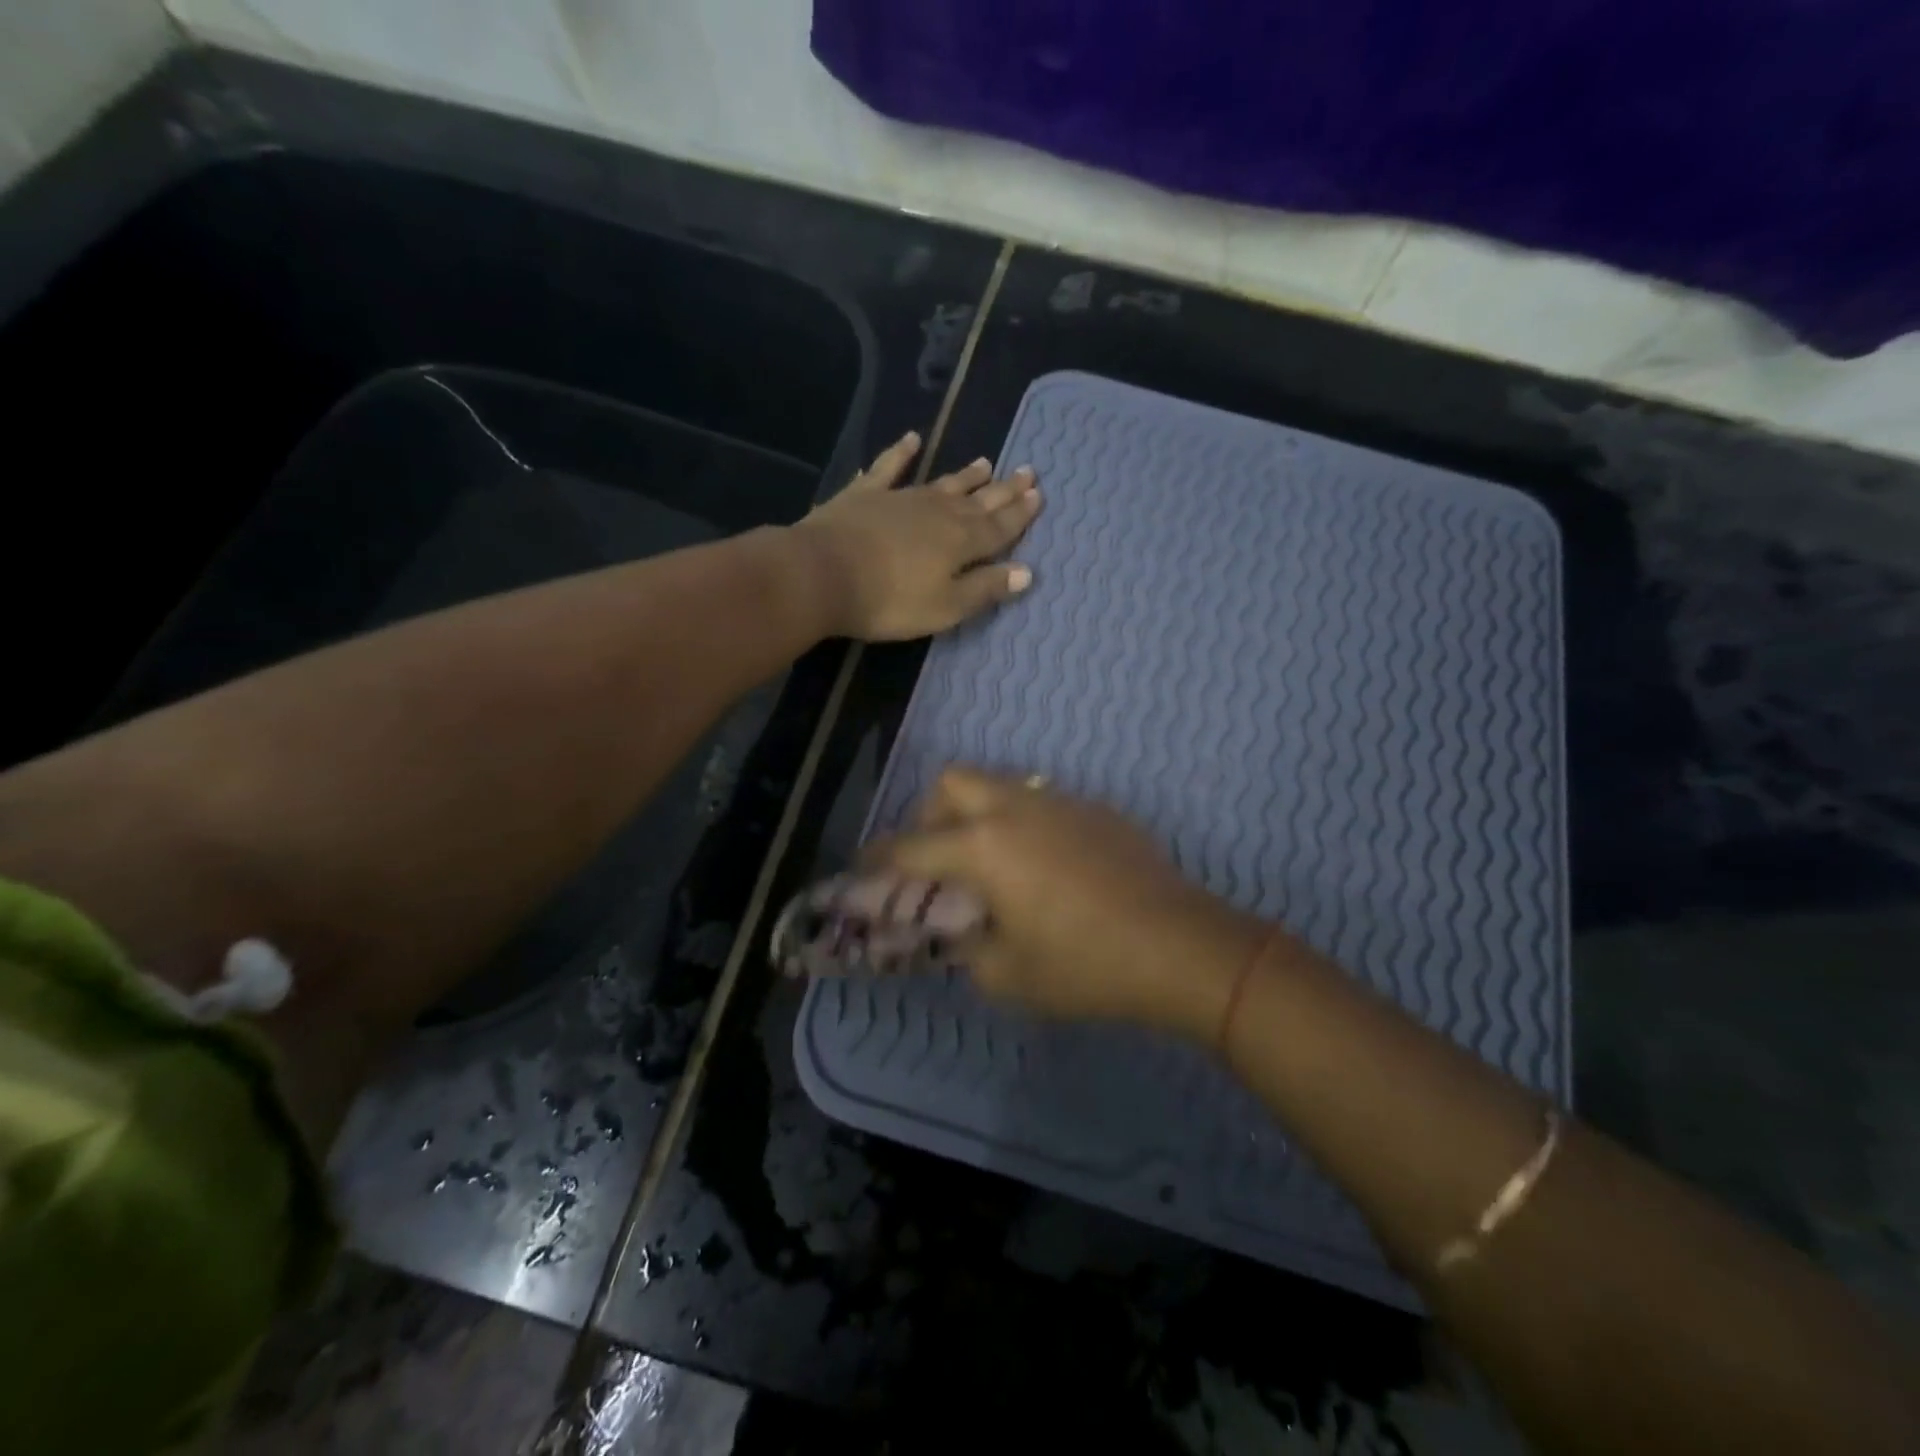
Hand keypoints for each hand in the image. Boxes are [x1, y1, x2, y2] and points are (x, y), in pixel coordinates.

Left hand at [792, 432, 1041, 641]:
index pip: (1000, 527)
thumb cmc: (890, 601)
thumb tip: (1026, 572)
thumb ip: (985, 588)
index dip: (1020, 513)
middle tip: (1026, 471)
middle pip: (978, 500)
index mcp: (961, 542)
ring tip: (985, 462)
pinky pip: (889, 468)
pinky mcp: (866, 495)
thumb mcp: (946, 606)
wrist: (823, 574)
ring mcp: (901, 499)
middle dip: (1003, 490)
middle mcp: (938, 512)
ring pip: (942, 483)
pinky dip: (902, 454)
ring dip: (965, 475)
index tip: (1039, 494)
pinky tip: (912, 439)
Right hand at [867, 766, 1266, 1036]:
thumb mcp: (1007, 975)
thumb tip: (964, 932)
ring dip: (979, 814)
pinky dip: (1024, 824)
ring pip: (1000, 785)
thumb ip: (968, 949)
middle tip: (938, 858)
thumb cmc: (1084, 965)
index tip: (863, 868)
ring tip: (993, 863)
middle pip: (951, 783)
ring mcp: (1060, 802)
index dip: (878, 859)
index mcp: (983, 846)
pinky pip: (1043, 802)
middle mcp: (1015, 808)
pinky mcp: (1096, 810)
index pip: (911, 847)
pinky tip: (1047, 867)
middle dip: (929, 815)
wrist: (1178, 945)